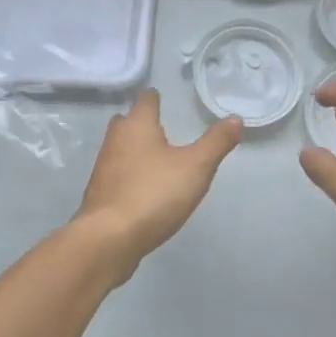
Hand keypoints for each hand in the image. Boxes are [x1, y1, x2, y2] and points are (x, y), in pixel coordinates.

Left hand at [71, 89, 242, 281]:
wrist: (109, 238)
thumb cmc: (154, 193)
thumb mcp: (196, 167)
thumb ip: (216, 142)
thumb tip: (236, 119)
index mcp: (137, 126)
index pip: (145, 100)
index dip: (154, 98)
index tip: (162, 98)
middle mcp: (115, 140)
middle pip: (126, 122)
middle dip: (140, 122)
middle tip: (160, 128)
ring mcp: (103, 167)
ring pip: (119, 148)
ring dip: (134, 149)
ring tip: (155, 158)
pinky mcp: (99, 194)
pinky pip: (116, 174)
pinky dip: (128, 174)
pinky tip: (142, 188)